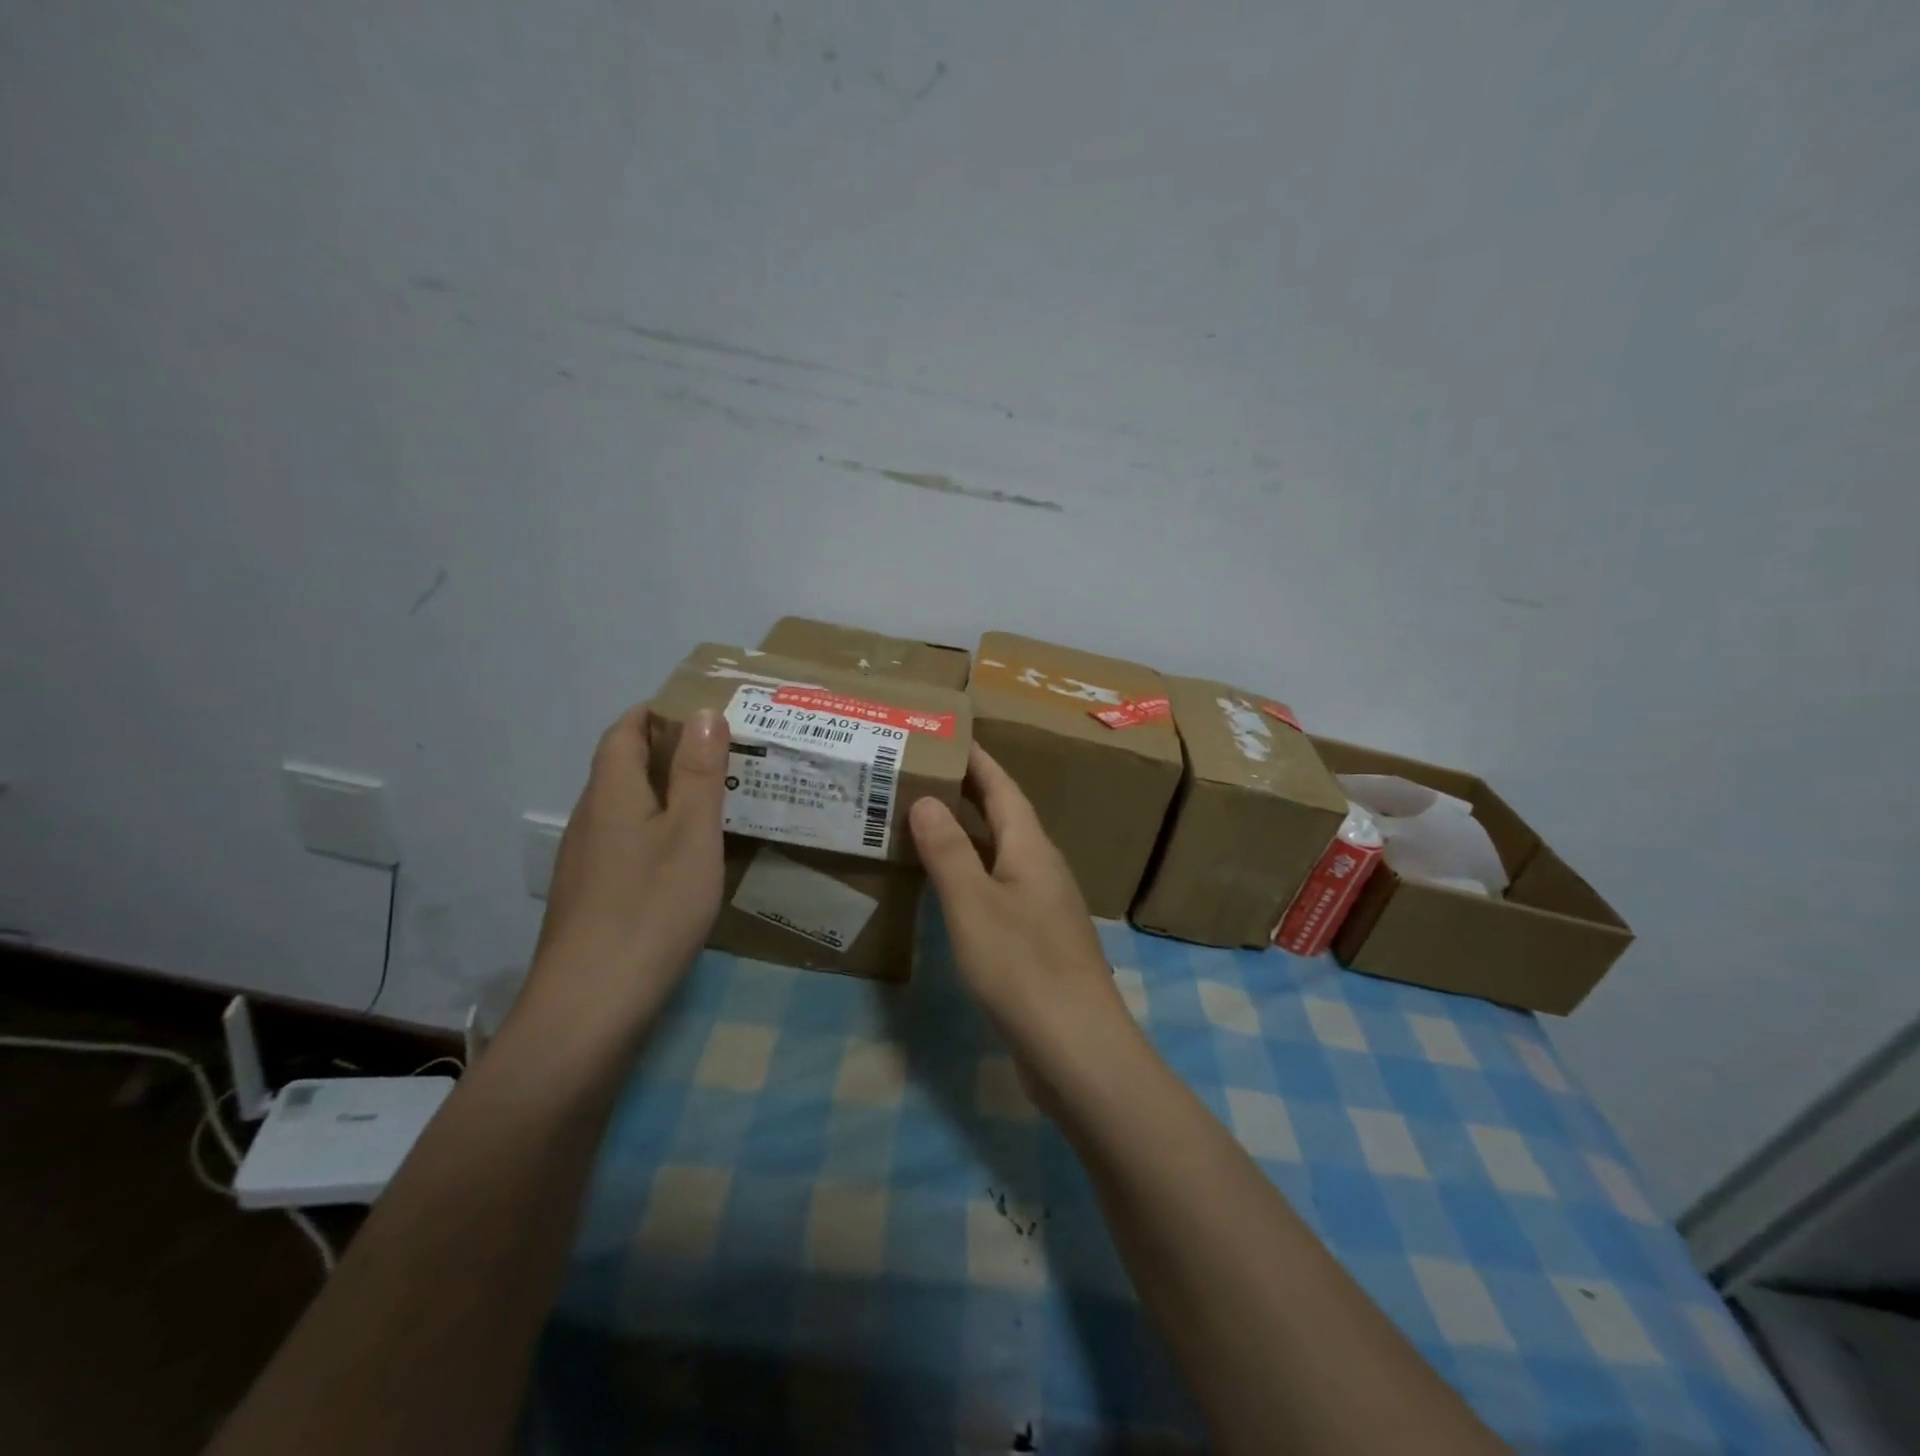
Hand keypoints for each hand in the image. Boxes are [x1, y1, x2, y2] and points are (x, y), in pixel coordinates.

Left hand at [524, 705, 729, 1030]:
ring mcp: (585, 862)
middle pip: (622, 769)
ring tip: (714, 801)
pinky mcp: (590, 898)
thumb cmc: (651, 908)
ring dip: (664, 794)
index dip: (655, 713)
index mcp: (612, 794)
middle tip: (723, 755)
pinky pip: (625, 844)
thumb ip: (699, 773)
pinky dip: (656, 832)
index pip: (624, 732)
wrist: (590, 1005)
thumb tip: (704, 713)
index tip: (699, 711)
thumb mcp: (691, 834)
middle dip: (667, 752)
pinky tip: (685, 860)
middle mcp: (590, 820)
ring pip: (625, 809)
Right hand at [909, 746, 1141, 1101]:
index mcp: (1031, 848)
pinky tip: (951, 888)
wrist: (1077, 1048)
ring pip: (1002, 854)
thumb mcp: (973, 904)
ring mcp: (1045, 906)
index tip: (949, 736)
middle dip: (969, 793)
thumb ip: (948, 851)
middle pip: (1005, 817)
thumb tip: (927, 800)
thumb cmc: (1022, 966)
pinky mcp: (1040, 940)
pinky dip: (973, 875)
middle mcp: (1043, 868)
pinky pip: (1001, 888)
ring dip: (969, 834)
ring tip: (927, 823)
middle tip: (925, 774)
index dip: (977, 761)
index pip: (1003, 788)